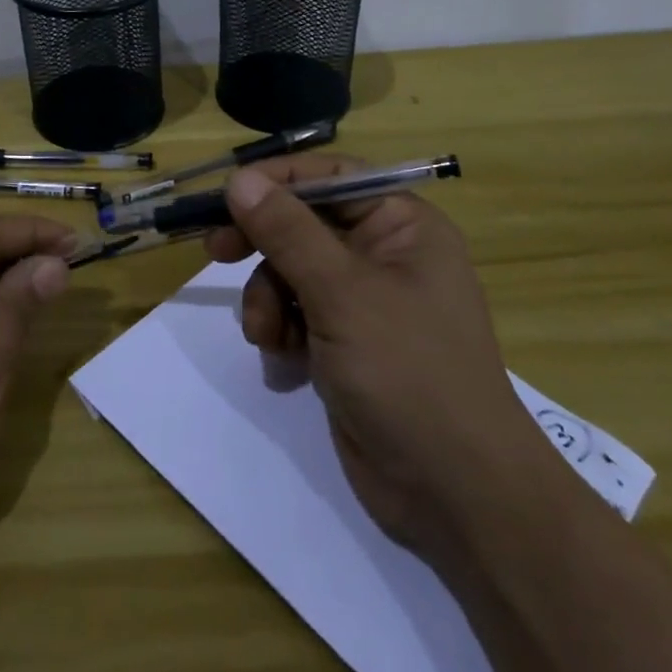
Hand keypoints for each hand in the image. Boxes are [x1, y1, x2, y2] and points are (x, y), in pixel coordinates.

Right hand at [205, 155, 532, 558]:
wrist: (455, 493)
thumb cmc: (408, 372)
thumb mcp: (341, 292)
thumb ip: (286, 231)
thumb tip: (240, 179)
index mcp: (402, 226)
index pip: (331, 178)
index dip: (277, 181)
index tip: (226, 196)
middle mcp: (384, 255)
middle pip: (304, 224)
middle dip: (262, 243)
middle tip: (216, 251)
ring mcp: (364, 302)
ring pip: (291, 271)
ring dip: (268, 298)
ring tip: (266, 334)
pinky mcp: (346, 343)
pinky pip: (296, 312)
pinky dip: (280, 329)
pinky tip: (280, 357)